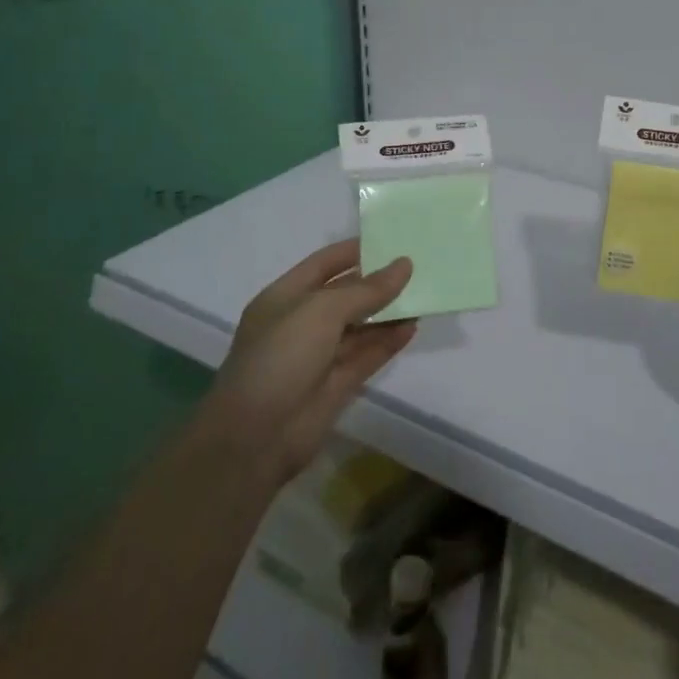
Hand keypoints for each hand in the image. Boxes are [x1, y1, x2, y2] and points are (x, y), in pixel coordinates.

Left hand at [206, 239, 416, 481]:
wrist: (255, 438)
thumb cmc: (281, 357)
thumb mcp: (322, 311)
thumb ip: (366, 289)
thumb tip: (404, 265)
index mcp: (285, 297)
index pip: (324, 264)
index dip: (355, 251)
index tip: (392, 239)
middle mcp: (302, 323)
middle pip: (345, 294)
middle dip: (377, 281)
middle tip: (418, 265)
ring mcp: (319, 355)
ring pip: (360, 326)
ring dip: (389, 311)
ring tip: (424, 293)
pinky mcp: (337, 384)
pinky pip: (368, 355)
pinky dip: (389, 341)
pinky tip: (413, 326)